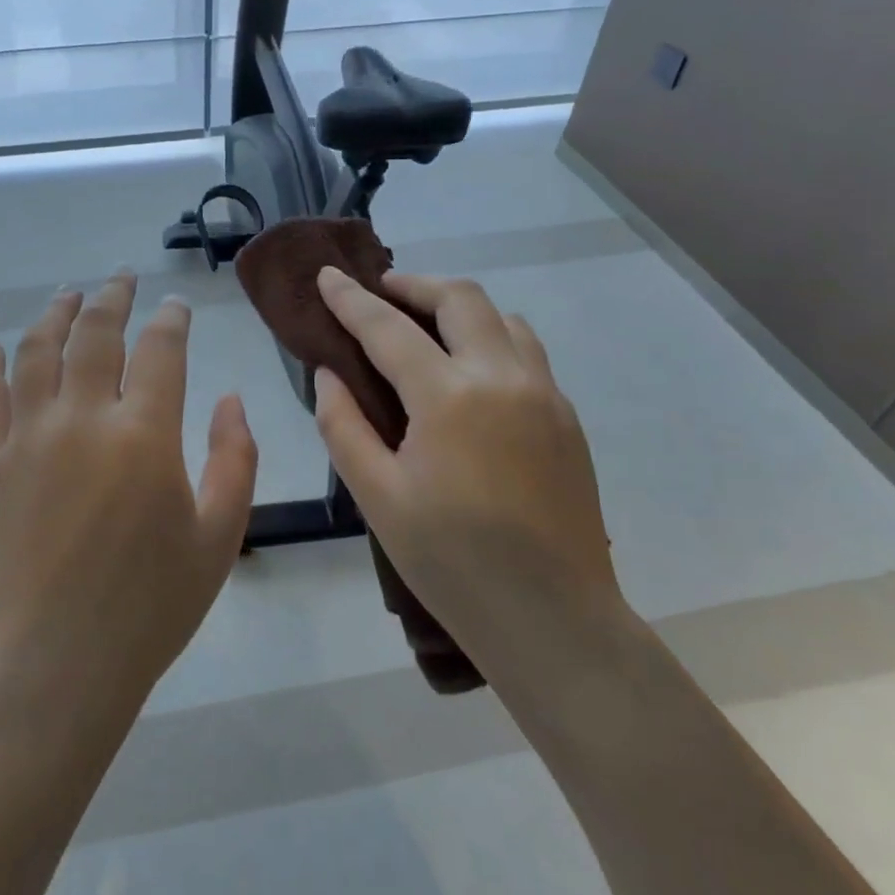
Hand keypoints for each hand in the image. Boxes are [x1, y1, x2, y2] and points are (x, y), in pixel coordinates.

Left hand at [0, 271, 257, 713]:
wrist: (58, 660)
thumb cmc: (150, 604)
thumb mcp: (220, 535)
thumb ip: (235, 458)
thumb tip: (231, 398)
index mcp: (144, 434)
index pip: (160, 350)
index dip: (170, 320)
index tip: (175, 306)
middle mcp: (83, 417)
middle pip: (95, 333)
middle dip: (112, 297)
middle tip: (122, 278)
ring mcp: (29, 435)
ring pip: (37, 350)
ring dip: (55, 314)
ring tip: (68, 294)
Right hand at [310, 268, 619, 661]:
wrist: (553, 619)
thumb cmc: (451, 562)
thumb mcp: (377, 497)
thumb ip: (343, 425)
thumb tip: (330, 374)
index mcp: (449, 398)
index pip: (388, 328)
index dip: (351, 299)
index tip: (327, 275)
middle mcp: (502, 378)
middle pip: (460, 298)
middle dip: (414, 285)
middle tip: (381, 293)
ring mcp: (544, 394)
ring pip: (501, 318)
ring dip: (458, 307)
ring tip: (425, 326)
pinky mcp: (566, 418)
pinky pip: (526, 351)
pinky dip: (490, 337)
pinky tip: (469, 371)